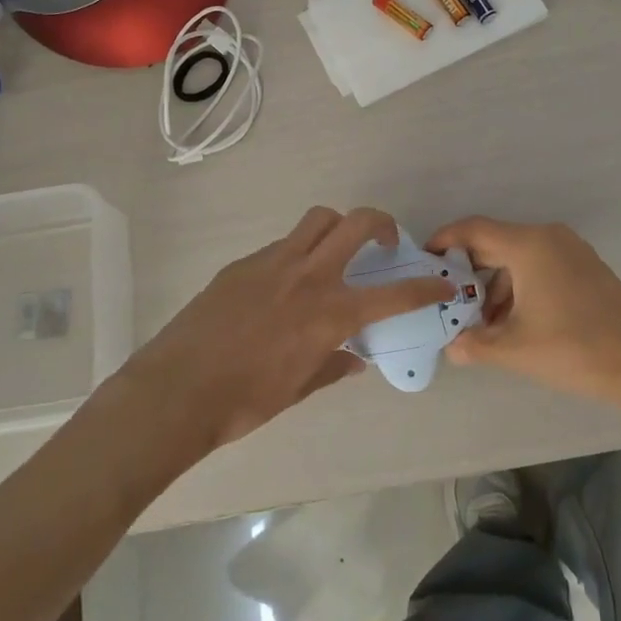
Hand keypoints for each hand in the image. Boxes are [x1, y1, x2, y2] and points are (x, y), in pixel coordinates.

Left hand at [132, 207, 450, 448]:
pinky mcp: (243, 264)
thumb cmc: (244, 401)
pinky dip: (298, 252)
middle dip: (383, 224)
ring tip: (335, 253)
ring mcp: (273, 263)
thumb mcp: (297, 389)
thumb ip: (331, 367)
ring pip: (318, 220)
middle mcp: (308, 276)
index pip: (393, 294)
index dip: (425, 288)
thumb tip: (352, 360)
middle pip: (357, 223)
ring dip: (338, 227)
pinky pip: (283, 244)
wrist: (176, 390)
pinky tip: (286, 285)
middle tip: (386, 243)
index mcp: (329, 313)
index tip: (444, 284)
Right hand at [426, 217, 620, 407]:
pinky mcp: (586, 268)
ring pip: (518, 257)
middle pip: (495, 243)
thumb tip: (452, 348)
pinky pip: (540, 266)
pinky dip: (520, 286)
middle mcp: (549, 237)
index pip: (474, 229)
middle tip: (448, 298)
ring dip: (495, 285)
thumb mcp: (514, 349)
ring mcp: (571, 251)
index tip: (425, 259)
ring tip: (481, 323)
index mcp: (528, 245)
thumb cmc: (573, 349)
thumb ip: (474, 345)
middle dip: (469, 271)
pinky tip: (514, 322)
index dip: (445, 240)